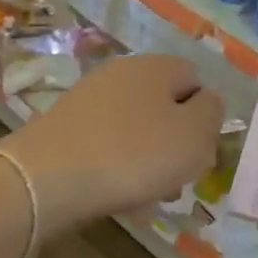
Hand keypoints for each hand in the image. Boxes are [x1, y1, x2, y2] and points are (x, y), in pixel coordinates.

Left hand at [3, 55, 223, 236]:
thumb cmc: (134, 155)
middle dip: (175, 140)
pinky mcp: (65, 124)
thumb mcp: (194, 136)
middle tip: (176, 176)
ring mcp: (90, 96)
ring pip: (137, 125)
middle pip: (165, 104)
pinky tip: (114, 190)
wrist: (45, 180)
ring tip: (145, 192)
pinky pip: (107, 141)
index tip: (199, 152)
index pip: (196, 81)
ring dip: (148, 156)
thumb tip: (206, 102)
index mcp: (158, 66)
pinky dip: (117, 163)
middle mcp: (123, 71)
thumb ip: (212, 112)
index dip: (204, 117)